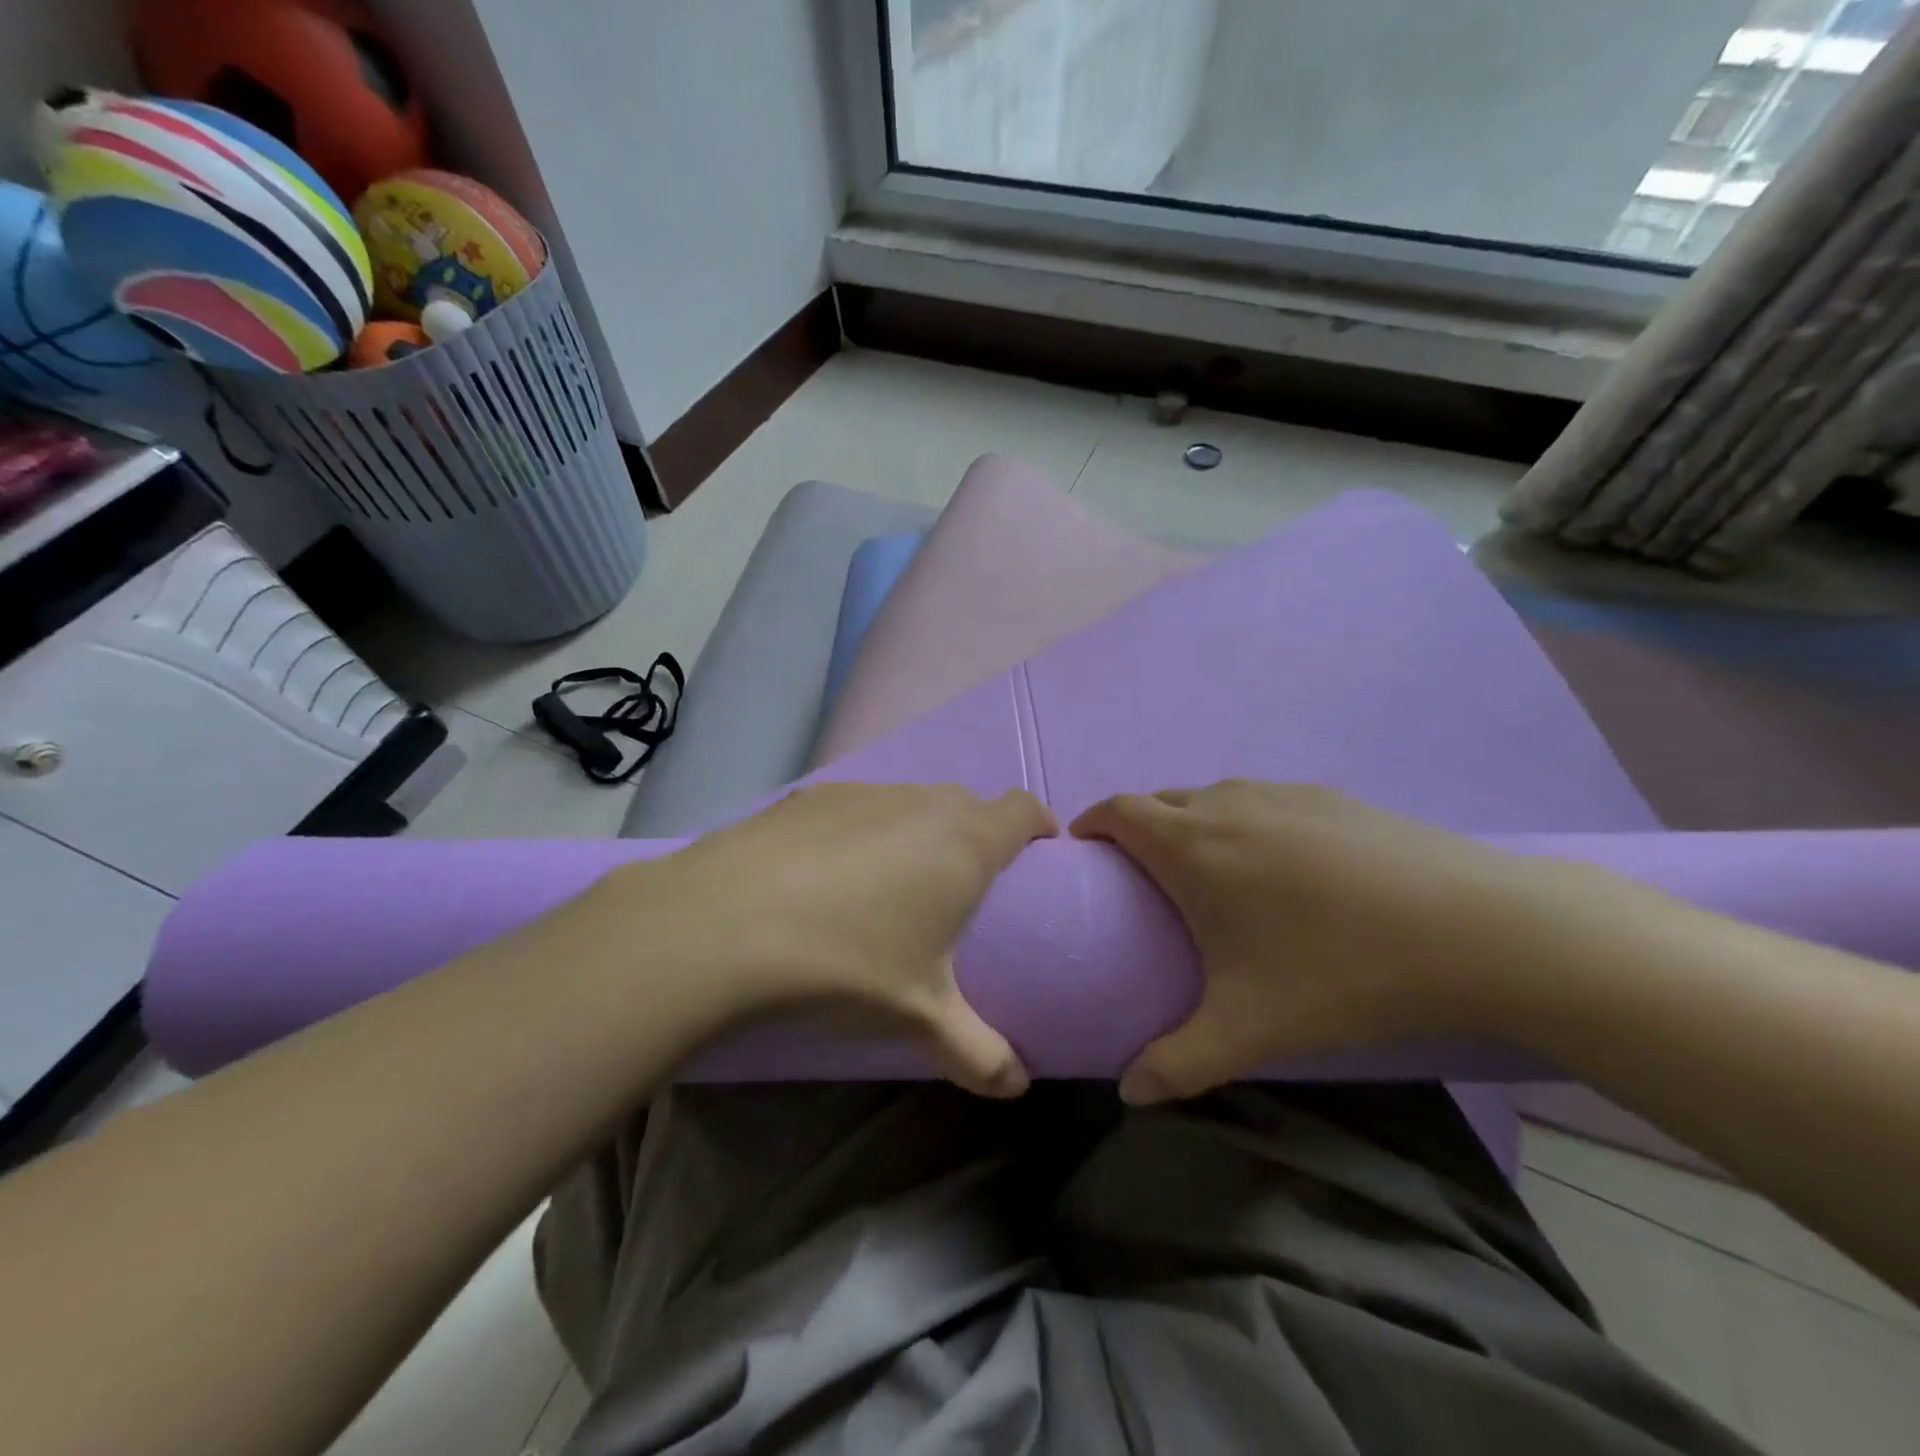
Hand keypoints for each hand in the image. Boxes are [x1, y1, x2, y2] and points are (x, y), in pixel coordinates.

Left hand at [597, 782, 1056, 1096]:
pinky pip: (858, 804)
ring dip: (919, 827)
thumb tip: (1016, 1087)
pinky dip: (864, 827)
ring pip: (911, 799)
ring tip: (896, 878)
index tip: (1039, 852)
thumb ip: (978, 1054)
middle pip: (968, 801)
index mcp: (963, 843)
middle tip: (964, 881)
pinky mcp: (809, 796)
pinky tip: (830, 871)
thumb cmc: (847, 964)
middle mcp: (920, 804)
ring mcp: (862, 792)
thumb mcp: (920, 1018)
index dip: (1038, 824)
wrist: (724, 924)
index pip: (1022, 809)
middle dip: (979, 831)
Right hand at [1071, 781, 1608, 1103]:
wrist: (1476, 929)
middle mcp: (1226, 803)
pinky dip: (1246, 822)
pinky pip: (1263, 801)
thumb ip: (1177, 1063)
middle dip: (1138, 828)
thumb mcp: (1249, 1029)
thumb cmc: (1340, 971)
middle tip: (1145, 880)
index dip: (1091, 824)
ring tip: (1212, 874)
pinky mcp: (1330, 797)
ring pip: (1213, 797)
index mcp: (1190, 844)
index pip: (1117, 810)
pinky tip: (1285, 869)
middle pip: (1159, 800)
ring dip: (1193, 823)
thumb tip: (1129, 1094)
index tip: (1086, 854)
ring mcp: (1282, 793)